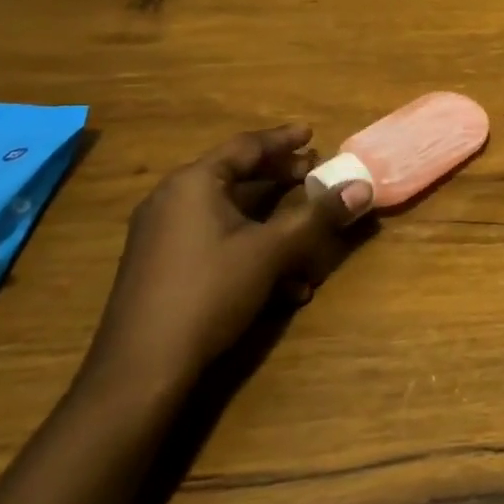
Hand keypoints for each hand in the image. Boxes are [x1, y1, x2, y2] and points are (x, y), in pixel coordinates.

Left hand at [83, 125, 370, 395]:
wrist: (140, 369)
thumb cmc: (208, 292)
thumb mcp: (270, 251)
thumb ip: (317, 216)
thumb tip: (362, 187)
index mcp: (193, 183)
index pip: (246, 146)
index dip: (283, 140)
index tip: (312, 134)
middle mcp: (172, 200)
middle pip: (236, 177)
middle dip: (280, 179)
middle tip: (314, 175)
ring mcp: (162, 235)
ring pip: (229, 215)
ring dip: (271, 223)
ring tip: (308, 235)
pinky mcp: (161, 268)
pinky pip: (214, 242)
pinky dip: (249, 250)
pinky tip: (283, 286)